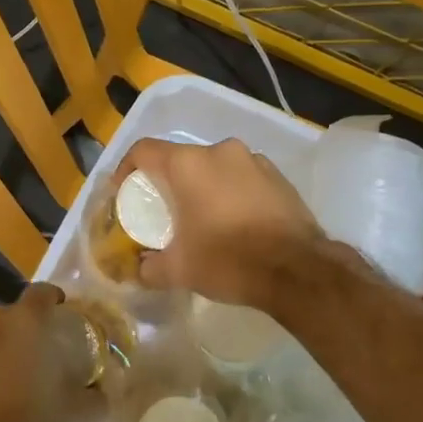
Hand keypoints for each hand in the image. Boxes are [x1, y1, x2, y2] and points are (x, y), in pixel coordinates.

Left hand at [0, 283, 102, 421]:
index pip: (42, 293)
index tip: (63, 317)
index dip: (54, 302)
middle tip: (39, 359)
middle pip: (9, 318)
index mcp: (24, 325)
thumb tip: (100, 391)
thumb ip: (94, 395)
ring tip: (7, 382)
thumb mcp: (79, 418)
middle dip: (23, 334)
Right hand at [116, 138, 327, 310]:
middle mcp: (220, 151)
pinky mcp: (278, 176)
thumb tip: (138, 269)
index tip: (124, 193)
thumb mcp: (179, 271)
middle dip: (168, 183)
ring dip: (202, 187)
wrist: (298, 270)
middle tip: (164, 212)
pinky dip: (231, 192)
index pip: (144, 150)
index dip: (127, 169)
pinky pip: (242, 177)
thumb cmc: (228, 260)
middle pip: (180, 159)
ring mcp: (253, 160)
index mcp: (188, 164)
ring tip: (202, 218)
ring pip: (214, 167)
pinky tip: (235, 222)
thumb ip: (149, 267)